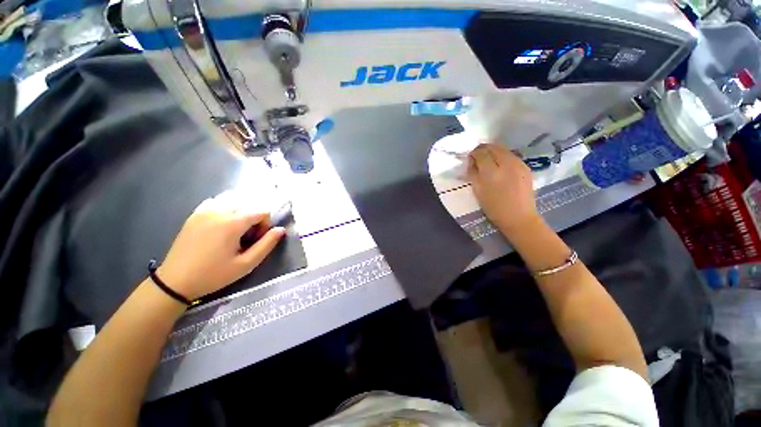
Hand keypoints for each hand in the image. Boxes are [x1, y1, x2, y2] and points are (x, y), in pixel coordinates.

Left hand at [157, 191, 285, 300]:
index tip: (256, 240)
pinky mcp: (194, 215)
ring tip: (233, 232)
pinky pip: (216, 203)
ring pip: (233, 202)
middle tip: (245, 239)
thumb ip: (267, 245)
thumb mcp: (246, 264)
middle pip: (248, 206)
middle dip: (253, 220)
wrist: (175, 282)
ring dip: (240, 214)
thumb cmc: (214, 275)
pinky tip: (220, 225)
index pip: (262, 211)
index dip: (265, 225)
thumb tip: (280, 230)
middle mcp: (219, 211)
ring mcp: (204, 211)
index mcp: (232, 223)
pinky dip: (225, 209)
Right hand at [467, 143, 541, 236]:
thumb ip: (473, 173)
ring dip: (493, 152)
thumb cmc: (493, 208)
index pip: (481, 153)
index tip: (470, 159)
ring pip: (502, 149)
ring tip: (488, 162)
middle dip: (483, 150)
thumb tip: (472, 161)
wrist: (519, 217)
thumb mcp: (477, 191)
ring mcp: (518, 164)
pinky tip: (500, 166)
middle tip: (478, 158)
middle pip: (492, 147)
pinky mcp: (525, 167)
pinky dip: (502, 157)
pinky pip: (511, 155)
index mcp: (492, 172)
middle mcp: (506, 164)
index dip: (473, 154)